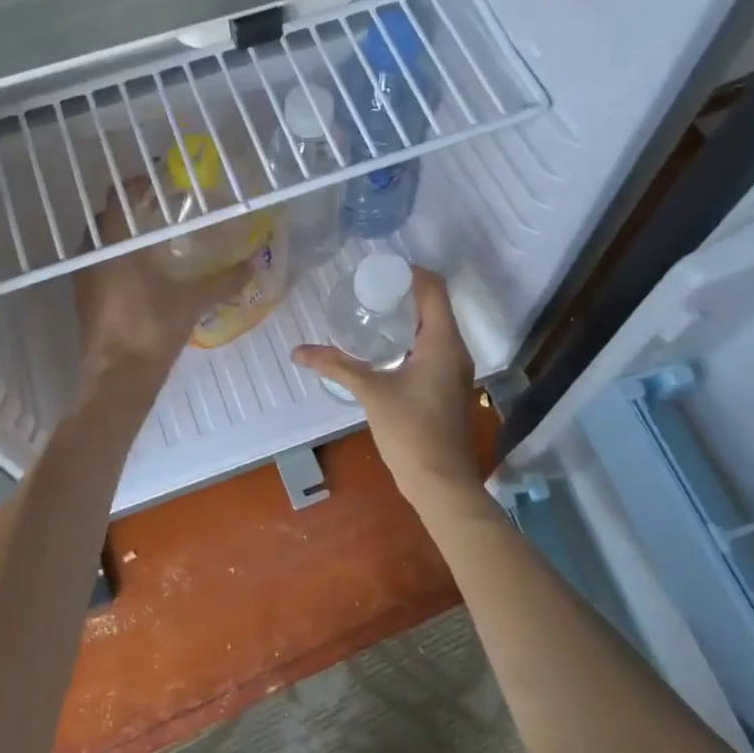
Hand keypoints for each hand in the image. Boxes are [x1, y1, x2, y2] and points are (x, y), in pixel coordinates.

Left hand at [74, 188, 250, 387]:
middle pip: (104, 217)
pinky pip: (94, 266)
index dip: (135, 185)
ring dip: (117, 235)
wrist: (119, 377)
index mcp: (116, 246)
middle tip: (155, 211)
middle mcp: (92, 255)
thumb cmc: (153, 329)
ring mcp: (83, 279)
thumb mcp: (193, 301)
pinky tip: (137, 274)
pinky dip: (111, 260)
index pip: (118, 197)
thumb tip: (253, 265)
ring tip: (147, 241)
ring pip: (96, 243)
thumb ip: (223, 281)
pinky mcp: (82, 300)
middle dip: (127, 210)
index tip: (156, 184)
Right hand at [293, 267, 481, 499]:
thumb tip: (298, 352)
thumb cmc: (410, 431)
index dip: (409, 272)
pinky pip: (433, 346)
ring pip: (435, 326)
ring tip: (372, 311)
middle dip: (404, 291)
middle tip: (368, 289)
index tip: (378, 271)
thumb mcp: (370, 392)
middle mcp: (455, 349)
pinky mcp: (448, 384)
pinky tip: (384, 347)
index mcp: (442, 342)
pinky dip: (412, 336)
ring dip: (408, 314)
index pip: (434, 288)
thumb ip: (336, 365)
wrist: (440, 480)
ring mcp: (455, 368)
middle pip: (435, 304)